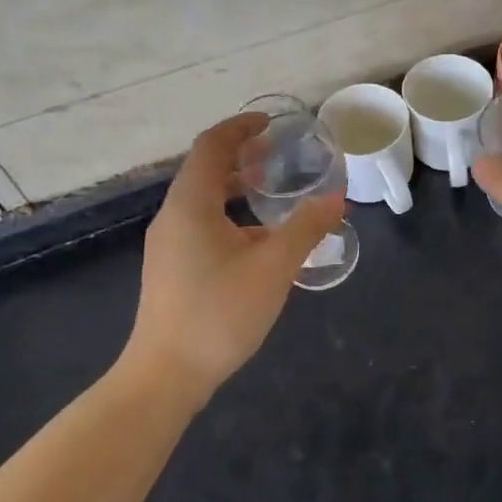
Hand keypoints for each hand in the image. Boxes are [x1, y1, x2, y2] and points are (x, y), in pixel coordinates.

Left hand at [125, 113, 345, 403]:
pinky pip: (200, 223)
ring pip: (202, 199)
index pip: (211, 146)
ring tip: (272, 192)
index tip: (271, 123)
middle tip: (279, 156)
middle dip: (241, 156)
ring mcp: (168, 244)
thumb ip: (307, 228)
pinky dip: (229, 214)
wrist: (164, 377)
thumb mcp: (273, 268)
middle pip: (205, 169)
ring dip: (235, 186)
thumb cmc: (218, 313)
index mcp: (191, 204)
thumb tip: (337, 198)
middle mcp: (173, 216)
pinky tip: (257, 240)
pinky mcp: (170, 268)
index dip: (240, 127)